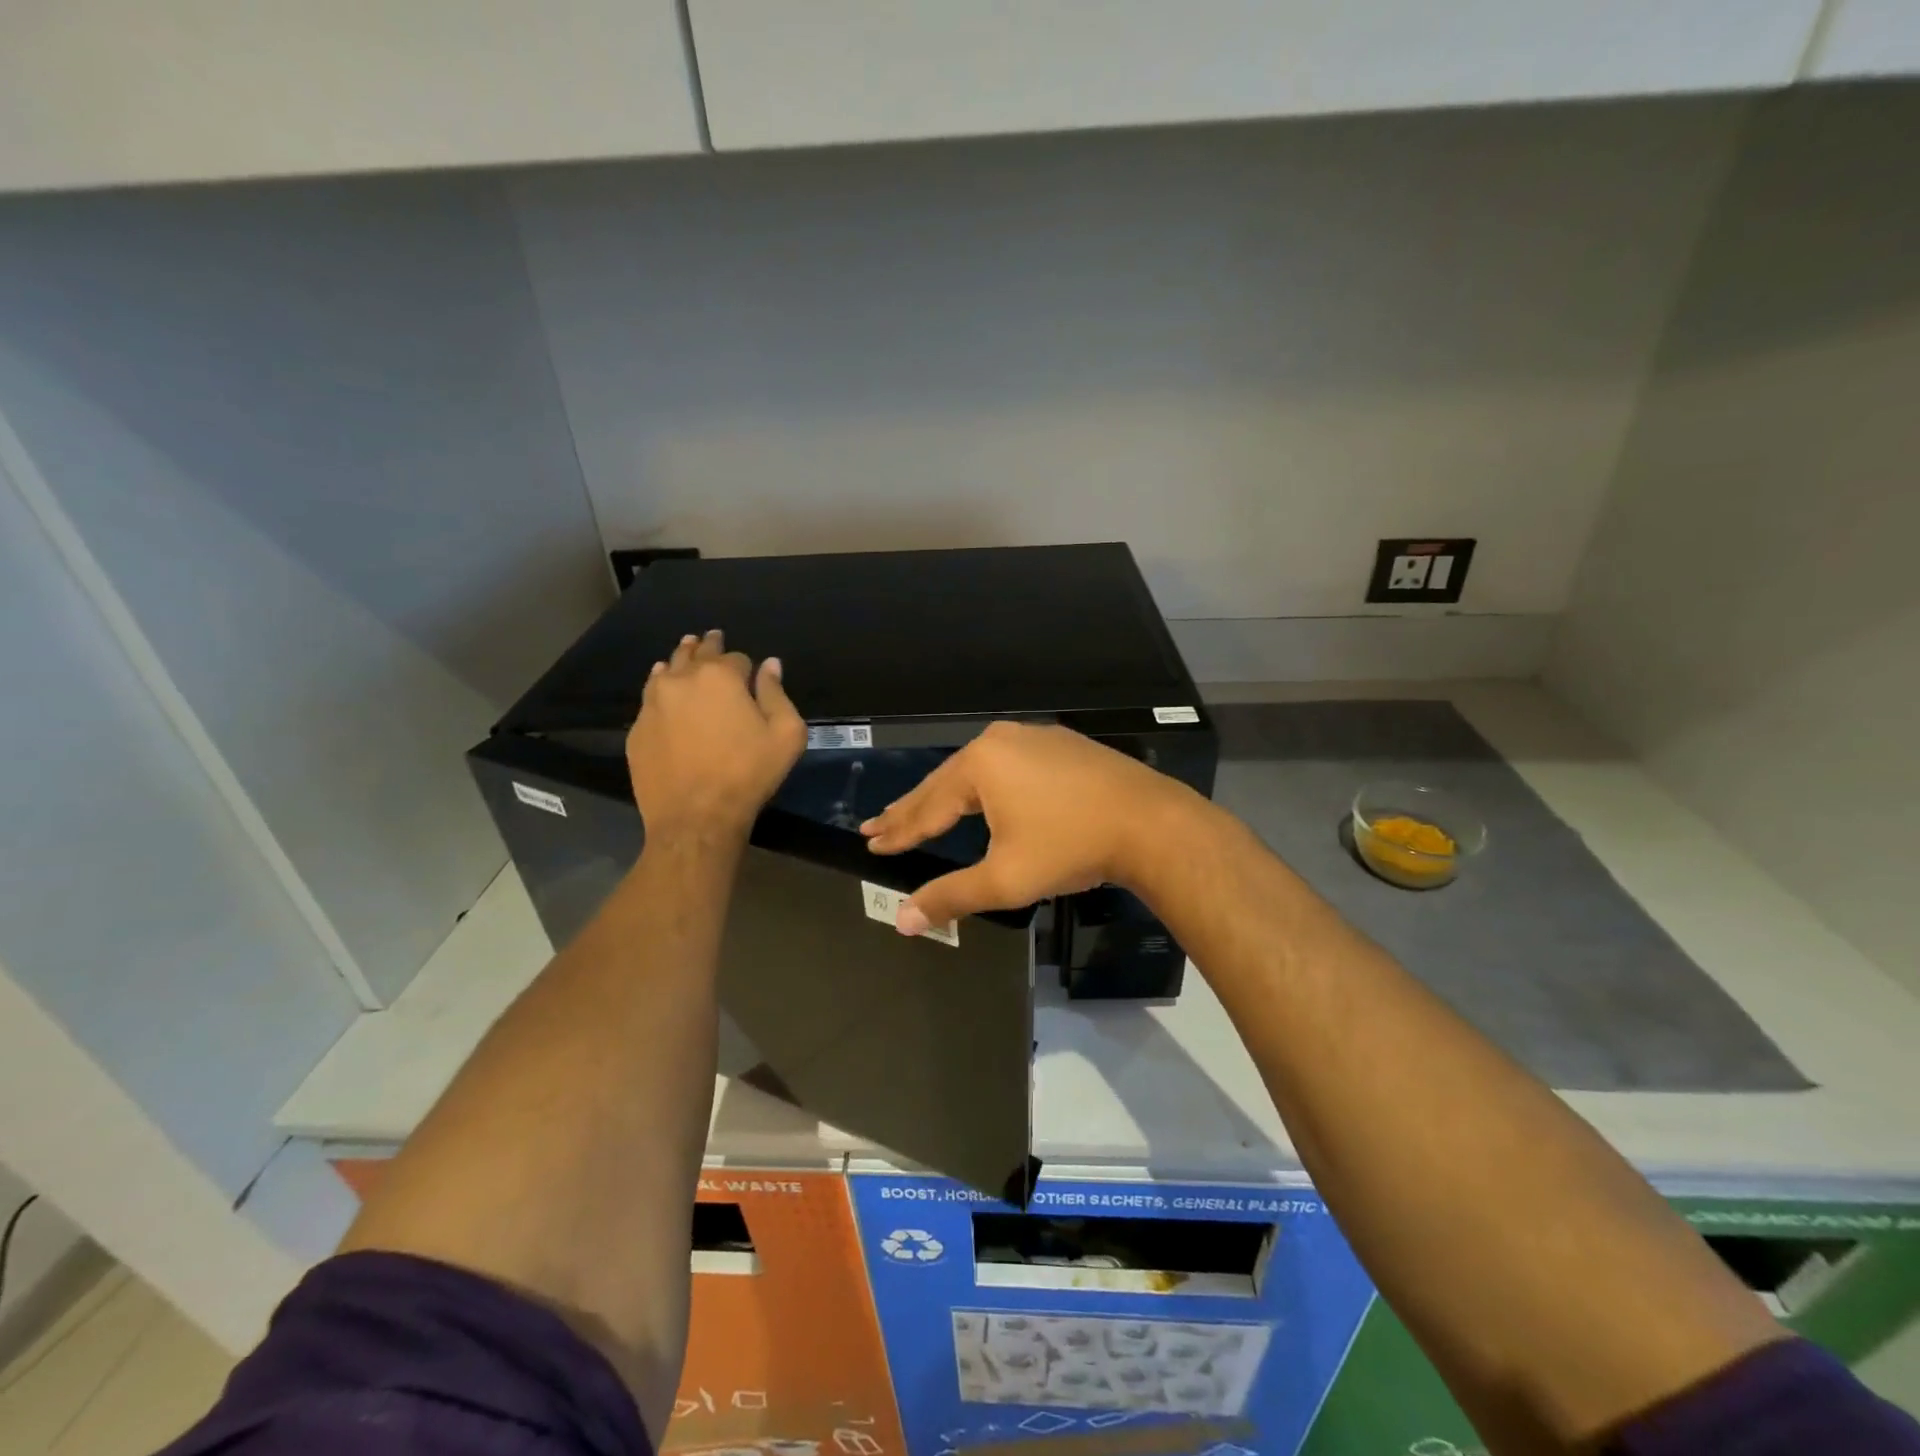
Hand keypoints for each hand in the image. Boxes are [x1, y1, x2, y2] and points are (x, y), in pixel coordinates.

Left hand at [627, 630, 806, 843]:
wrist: (695, 817)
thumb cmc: (748, 774)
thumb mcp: (785, 735)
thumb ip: (777, 694)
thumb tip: (770, 665)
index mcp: (720, 677)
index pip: (736, 657)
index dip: (746, 666)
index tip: (750, 673)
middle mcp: (681, 680)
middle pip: (695, 653)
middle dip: (707, 646)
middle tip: (710, 638)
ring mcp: (653, 704)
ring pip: (666, 670)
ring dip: (679, 661)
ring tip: (685, 653)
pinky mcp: (637, 729)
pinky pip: (649, 698)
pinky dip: (660, 689)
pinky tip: (663, 690)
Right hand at [860, 722, 1201, 933]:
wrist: (1151, 824)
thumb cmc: (1070, 848)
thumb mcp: (1004, 880)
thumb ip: (950, 896)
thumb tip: (902, 921)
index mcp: (980, 765)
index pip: (927, 806)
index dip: (898, 829)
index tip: (870, 840)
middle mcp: (1000, 740)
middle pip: (946, 782)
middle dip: (913, 808)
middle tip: (878, 824)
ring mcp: (1034, 737)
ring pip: (978, 772)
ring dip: (948, 795)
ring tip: (922, 813)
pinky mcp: (1061, 745)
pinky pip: (1008, 765)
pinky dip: (986, 786)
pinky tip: (981, 795)